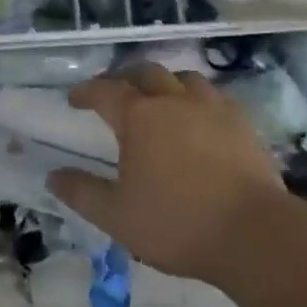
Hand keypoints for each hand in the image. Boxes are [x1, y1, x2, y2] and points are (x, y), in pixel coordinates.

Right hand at [47, 64, 290, 282]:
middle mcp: (174, 100)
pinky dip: (195, 98)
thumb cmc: (176, 223)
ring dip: (163, 83)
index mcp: (139, 117)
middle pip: (145, 73)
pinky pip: (212, 96)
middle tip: (114, 91)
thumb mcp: (117, 216)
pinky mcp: (241, 121)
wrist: (253, 233)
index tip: (74, 99)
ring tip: (158, 98)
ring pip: (182, 78)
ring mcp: (212, 107)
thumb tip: (54, 176)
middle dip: (124, 78)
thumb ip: (82, 192)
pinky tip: (197, 116)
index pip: (105, 91)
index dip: (86, 92)